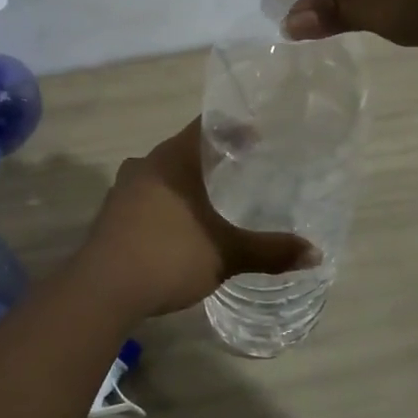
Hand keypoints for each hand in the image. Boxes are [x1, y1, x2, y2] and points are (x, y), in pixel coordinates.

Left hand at [76, 121, 315, 319]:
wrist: (101, 290)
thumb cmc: (168, 256)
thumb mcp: (225, 254)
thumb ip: (269, 251)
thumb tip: (316, 254)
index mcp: (172, 159)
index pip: (206, 127)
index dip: (234, 128)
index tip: (258, 136)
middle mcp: (145, 165)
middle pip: (184, 149)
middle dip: (212, 157)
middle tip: (243, 168)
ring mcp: (123, 190)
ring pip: (162, 174)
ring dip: (187, 181)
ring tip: (214, 197)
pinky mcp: (111, 215)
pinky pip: (147, 197)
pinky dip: (168, 202)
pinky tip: (181, 224)